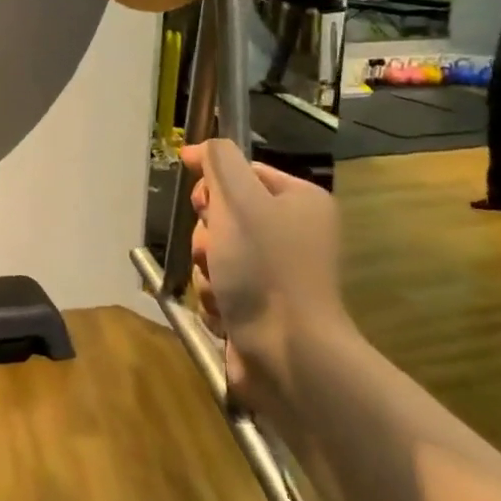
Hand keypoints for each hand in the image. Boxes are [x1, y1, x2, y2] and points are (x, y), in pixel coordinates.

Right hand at [181, 141, 348, 404]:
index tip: (202, 202)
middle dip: (207, 235)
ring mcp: (276, 275)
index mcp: (300, 201)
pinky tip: (226, 312)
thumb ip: (219, 161)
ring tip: (221, 289)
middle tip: (215, 251)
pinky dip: (215, 299)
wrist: (287, 353)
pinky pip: (218, 287)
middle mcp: (293, 234)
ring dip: (206, 270)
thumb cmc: (265, 267)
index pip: (242, 172)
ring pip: (215, 253)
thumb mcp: (239, 199)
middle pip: (222, 214)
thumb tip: (200, 147)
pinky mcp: (259, 308)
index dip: (213, 185)